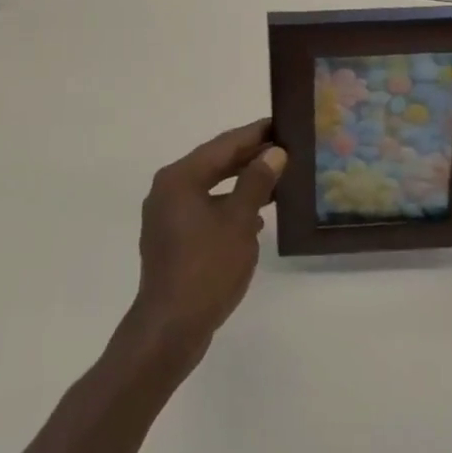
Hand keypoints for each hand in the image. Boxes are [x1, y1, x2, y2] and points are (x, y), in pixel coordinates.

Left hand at [127, 118, 284, 367]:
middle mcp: (168, 189)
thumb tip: (273, 152)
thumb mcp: (240, 221)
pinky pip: (205, 209)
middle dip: (249, 157)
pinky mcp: (172, 239)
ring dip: (242, 183)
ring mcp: (167, 216)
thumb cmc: (207, 268)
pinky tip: (255, 219)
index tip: (281, 124)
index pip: (224, 144)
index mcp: (180, 177)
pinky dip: (229, 207)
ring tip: (277, 180)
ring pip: (211, 187)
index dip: (255, 134)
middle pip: (215, 163)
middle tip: (284, 149)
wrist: (170, 329)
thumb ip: (257, 181)